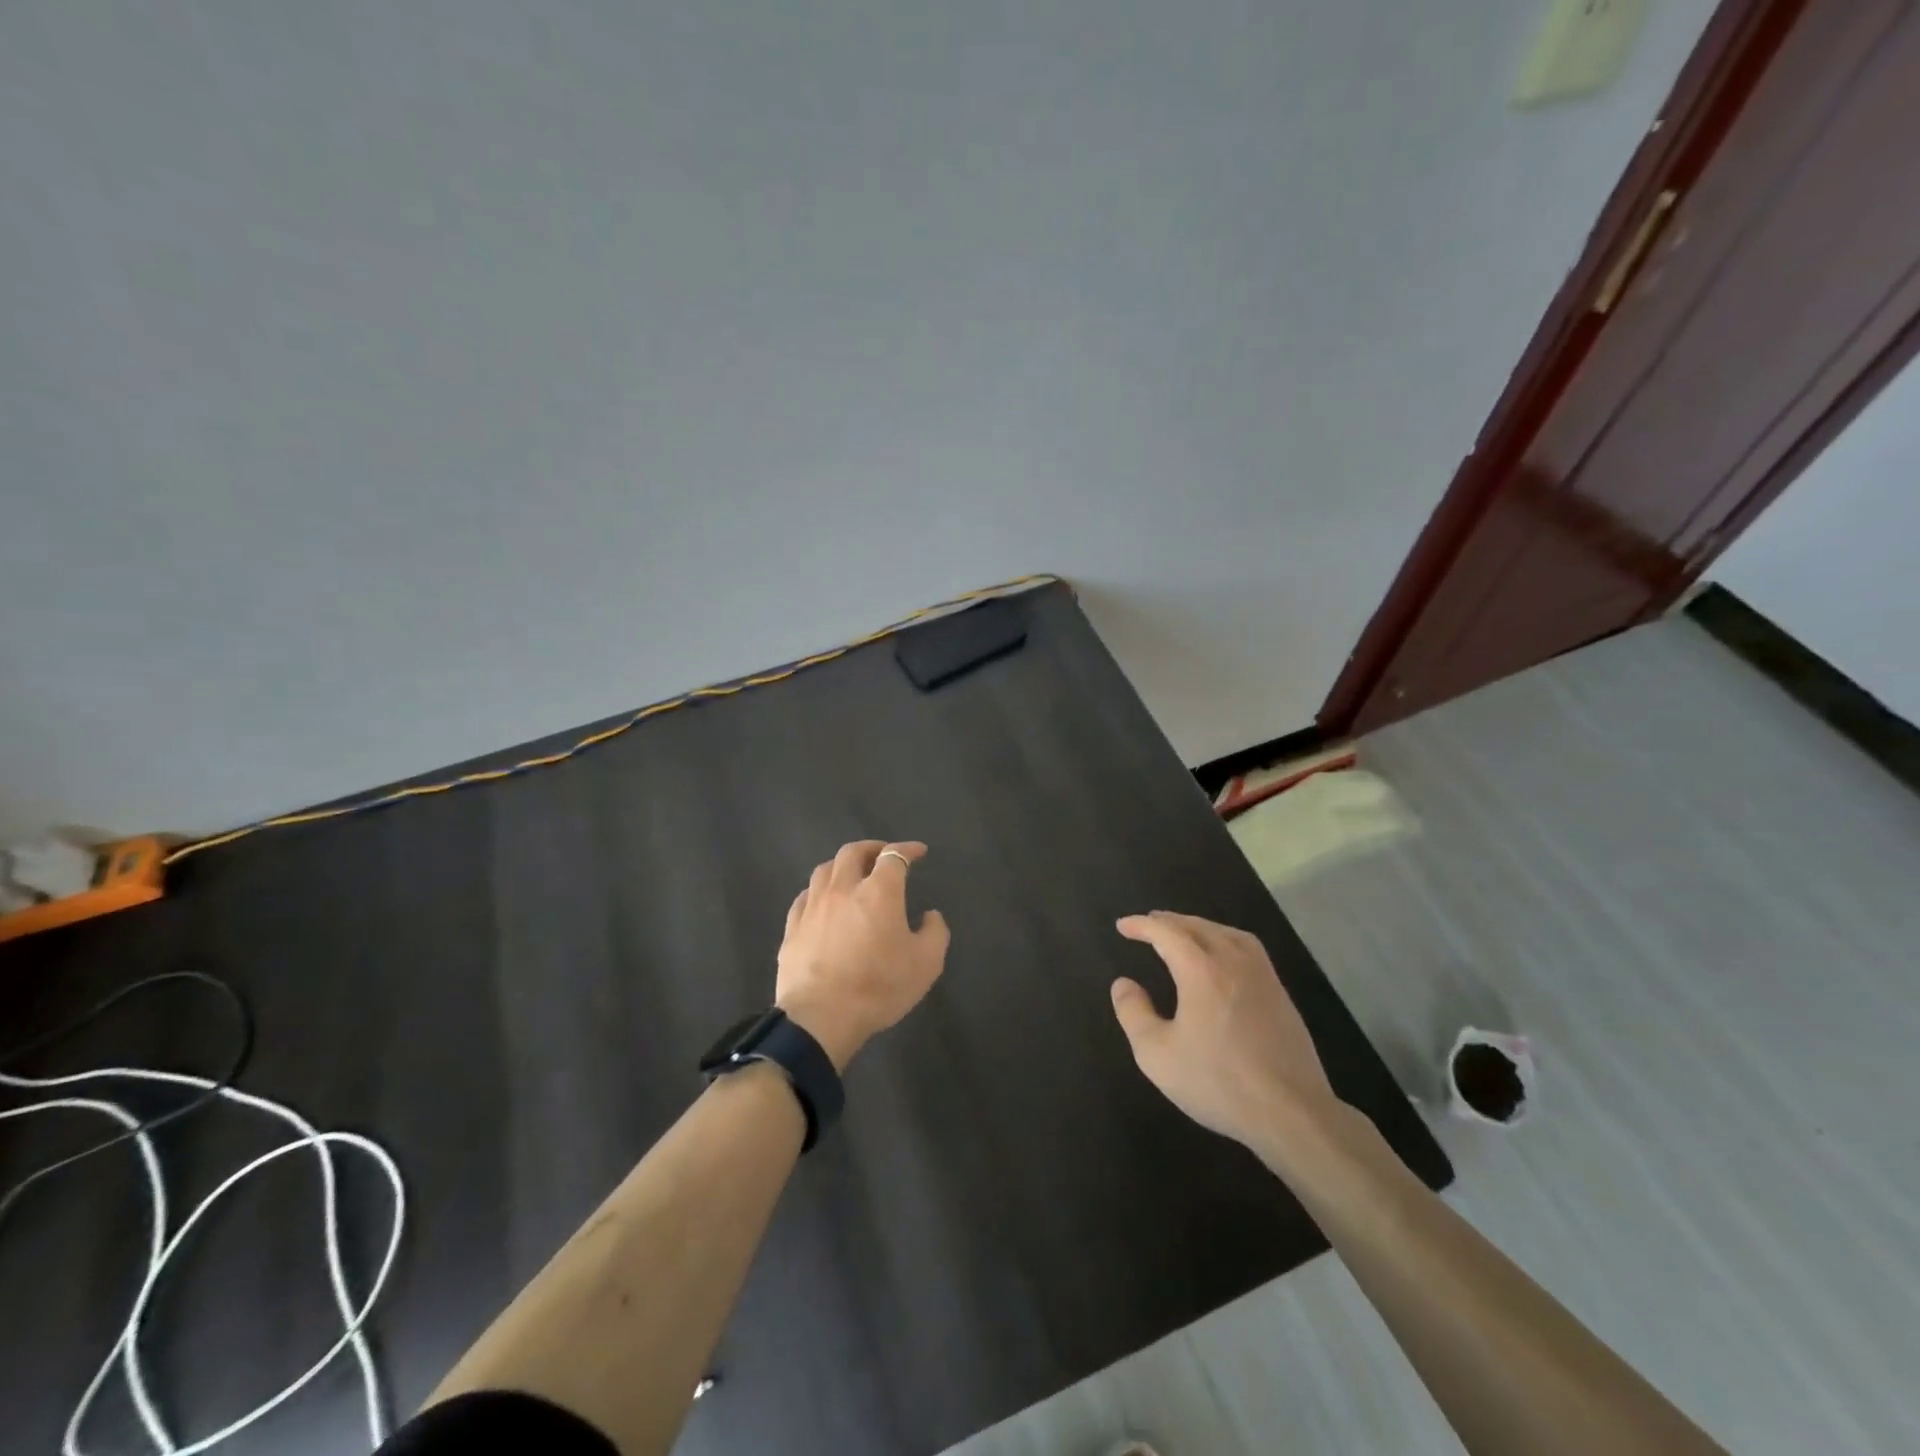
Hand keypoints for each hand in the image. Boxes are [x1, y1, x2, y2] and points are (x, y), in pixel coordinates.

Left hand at [775, 840, 950, 1070]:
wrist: (820, 1017)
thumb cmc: (878, 987)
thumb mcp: (926, 964)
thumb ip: (935, 933)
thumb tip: (931, 915)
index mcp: (878, 891)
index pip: (894, 856)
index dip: (908, 849)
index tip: (918, 852)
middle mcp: (843, 888)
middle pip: (853, 852)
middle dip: (872, 848)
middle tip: (883, 856)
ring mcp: (813, 906)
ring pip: (825, 869)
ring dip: (842, 865)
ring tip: (852, 874)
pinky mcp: (792, 927)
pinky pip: (805, 896)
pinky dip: (819, 891)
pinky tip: (823, 902)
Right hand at [1111, 911, 1341, 1158]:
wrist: (1291, 1114)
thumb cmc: (1217, 1082)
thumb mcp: (1157, 1054)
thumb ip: (1134, 1014)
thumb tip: (1123, 984)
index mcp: (1202, 970)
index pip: (1167, 933)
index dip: (1142, 926)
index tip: (1122, 926)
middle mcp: (1234, 962)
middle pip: (1199, 927)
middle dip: (1170, 921)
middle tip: (1150, 924)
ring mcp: (1264, 978)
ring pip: (1229, 934)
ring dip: (1202, 927)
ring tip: (1186, 934)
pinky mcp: (1282, 997)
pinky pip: (1250, 951)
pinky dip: (1227, 941)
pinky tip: (1224, 961)